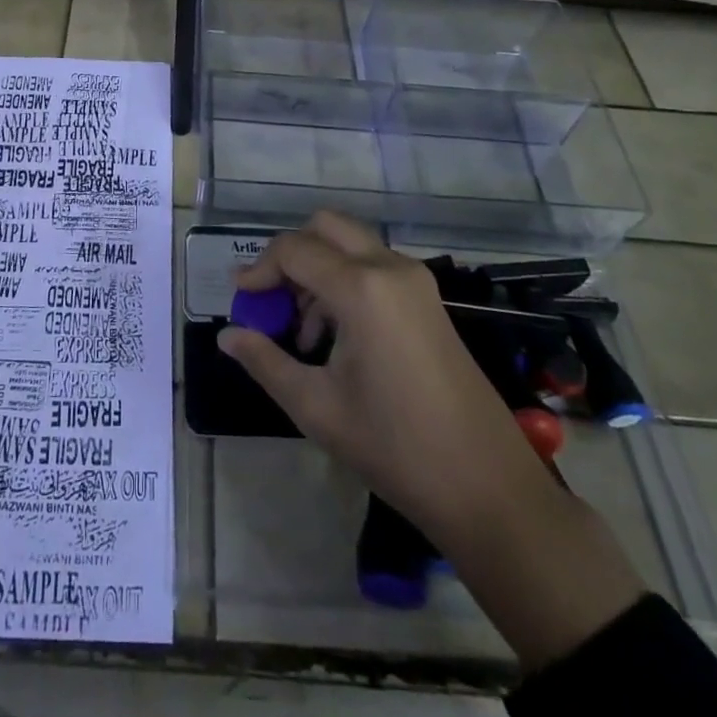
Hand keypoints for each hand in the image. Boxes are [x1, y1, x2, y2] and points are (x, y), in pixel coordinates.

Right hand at [217, 211, 547, 523]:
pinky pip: (374, 266)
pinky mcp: (428, 300)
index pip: (293, 249)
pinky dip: (345, 280)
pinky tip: (337, 336)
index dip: (259, 269)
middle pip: (325, 227)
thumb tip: (227, 336)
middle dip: (290, 255)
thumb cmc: (395, 448)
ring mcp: (416, 281)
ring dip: (318, 269)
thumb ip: (265, 362)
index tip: (240, 300)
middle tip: (271, 300)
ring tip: (303, 331)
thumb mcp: (316, 407)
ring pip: (351, 244)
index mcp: (361, 288)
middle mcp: (390, 267)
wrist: (489, 489)